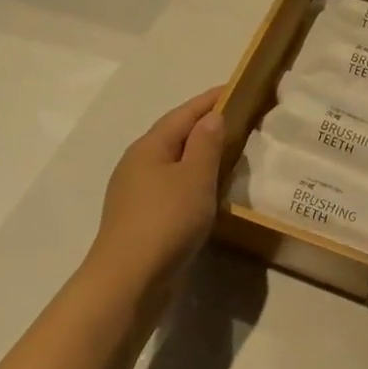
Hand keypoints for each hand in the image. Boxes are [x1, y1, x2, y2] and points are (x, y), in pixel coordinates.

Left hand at [84, 89, 224, 299]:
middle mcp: (137, 164)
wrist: (129, 279)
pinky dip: (192, 181)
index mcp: (149, 147)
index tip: (235, 88)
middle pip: (174, 136)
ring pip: (172, 163)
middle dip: (203, 126)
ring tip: (227, 154)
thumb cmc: (166, 220)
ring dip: (198, 156)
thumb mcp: (195, 177)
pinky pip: (171, 187)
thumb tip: (211, 117)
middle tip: (237, 120)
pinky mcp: (141, 219)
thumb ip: (206, 144)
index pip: (183, 114)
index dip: (209, 100)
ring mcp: (136, 193)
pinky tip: (207, 193)